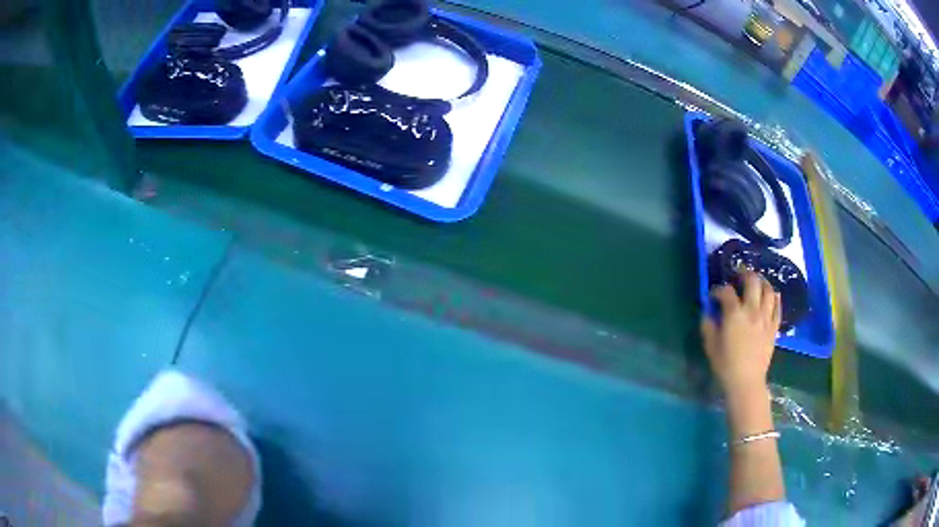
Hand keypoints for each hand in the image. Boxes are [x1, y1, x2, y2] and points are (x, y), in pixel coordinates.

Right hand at [700, 271, 781, 396]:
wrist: (746, 382)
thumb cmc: (725, 365)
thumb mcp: (710, 345)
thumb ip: (708, 324)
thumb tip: (708, 311)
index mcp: (734, 314)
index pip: (726, 291)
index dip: (718, 290)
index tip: (714, 296)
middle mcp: (752, 310)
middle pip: (752, 281)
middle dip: (744, 274)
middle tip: (738, 275)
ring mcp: (766, 318)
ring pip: (768, 290)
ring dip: (762, 282)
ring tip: (756, 282)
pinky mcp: (774, 327)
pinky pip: (778, 306)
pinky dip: (775, 297)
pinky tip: (771, 295)